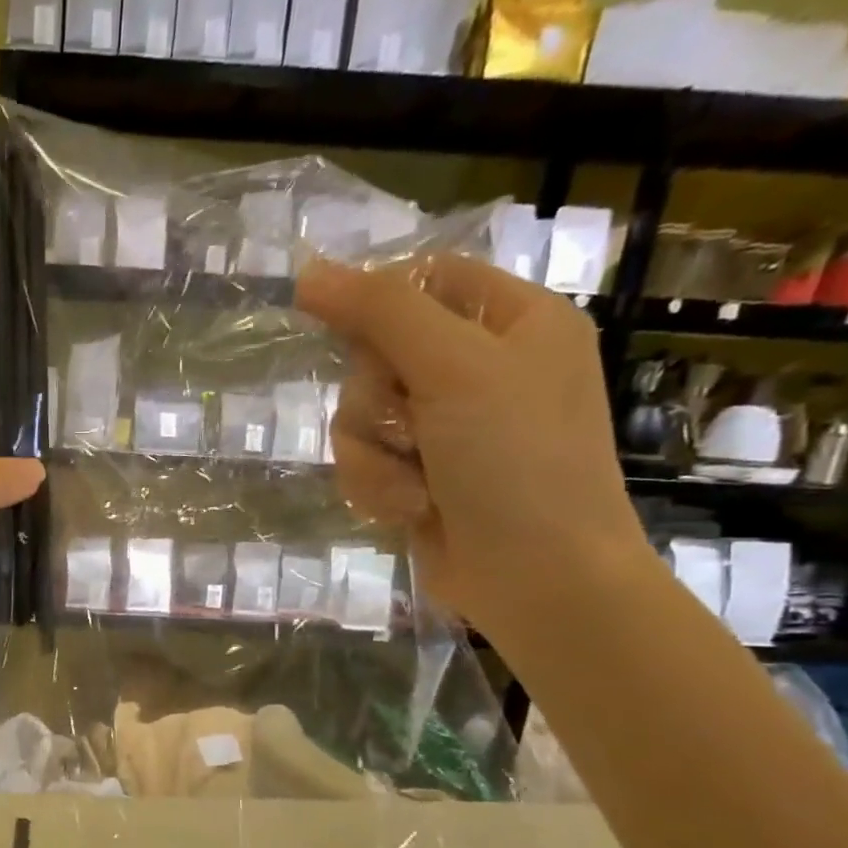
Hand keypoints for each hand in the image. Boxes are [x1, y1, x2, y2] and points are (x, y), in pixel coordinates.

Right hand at [296, 254, 651, 643]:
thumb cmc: (516, 460)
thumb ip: (381, 313)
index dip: (376, 301)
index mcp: (512, 322)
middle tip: (408, 427)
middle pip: (376, 355)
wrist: (538, 576)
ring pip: (359, 417)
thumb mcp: (454, 369)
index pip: (424, 280)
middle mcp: (478, 369)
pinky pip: (363, 463)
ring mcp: (446, 429)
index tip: (344, 332)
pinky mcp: (418, 476)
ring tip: (413, 485)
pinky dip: (376, 488)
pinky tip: (410, 511)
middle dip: (375, 401)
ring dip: (372, 456)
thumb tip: (309, 271)